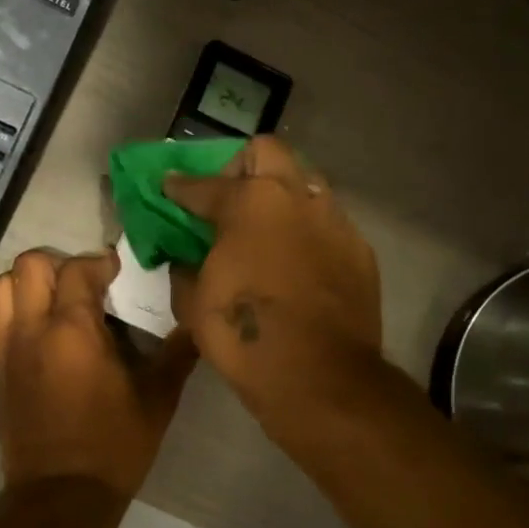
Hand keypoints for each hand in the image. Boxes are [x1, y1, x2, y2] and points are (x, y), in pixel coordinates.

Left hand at [0, 248, 198, 499]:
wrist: (61, 495)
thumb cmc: (113, 445)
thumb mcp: (156, 399)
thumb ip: (176, 354)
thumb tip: (196, 322)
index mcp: (72, 330)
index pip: (77, 269)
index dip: (99, 262)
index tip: (117, 270)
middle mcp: (31, 330)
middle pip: (28, 265)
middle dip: (57, 263)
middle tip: (84, 284)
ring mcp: (6, 350)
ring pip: (2, 289)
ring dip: (28, 285)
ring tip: (56, 303)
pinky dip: (9, 316)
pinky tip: (34, 334)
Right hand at [166, 136, 382, 422]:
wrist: (319, 377)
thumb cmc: (244, 334)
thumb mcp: (193, 304)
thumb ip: (185, 270)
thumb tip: (185, 261)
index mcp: (249, 204)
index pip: (204, 184)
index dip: (180, 185)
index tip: (170, 186)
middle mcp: (296, 198)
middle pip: (267, 151)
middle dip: (240, 167)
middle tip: (227, 199)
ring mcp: (334, 222)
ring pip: (305, 183)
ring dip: (280, 196)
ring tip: (264, 229)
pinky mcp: (359, 251)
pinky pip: (327, 224)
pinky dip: (305, 232)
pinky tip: (295, 264)